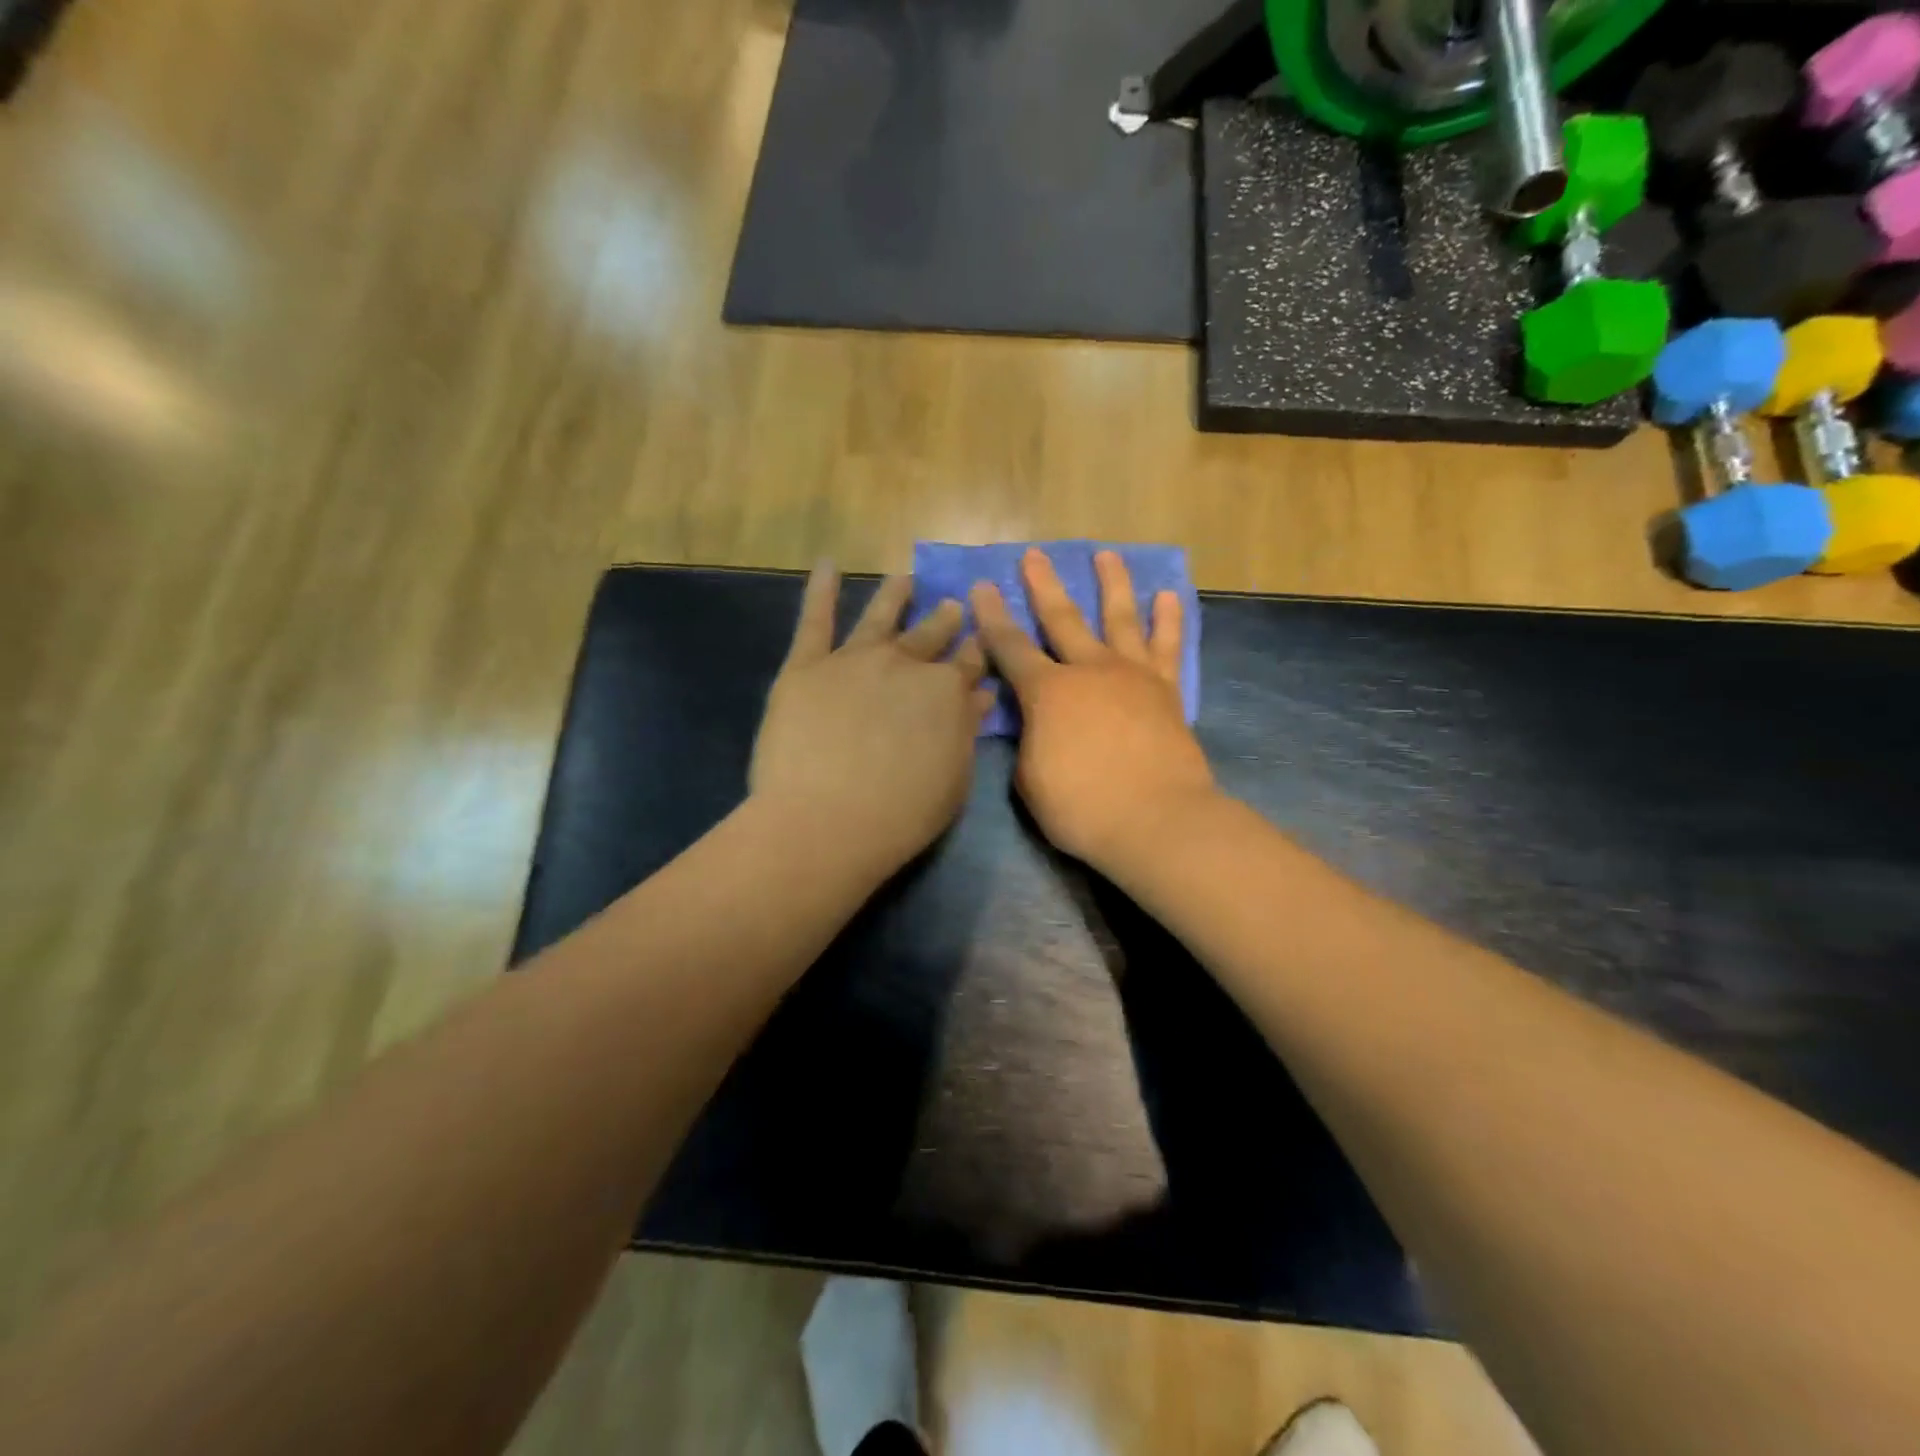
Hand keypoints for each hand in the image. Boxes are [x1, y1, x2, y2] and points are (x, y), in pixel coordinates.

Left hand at [752, 566, 989, 879]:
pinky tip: (827, 566)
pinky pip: (815, 620)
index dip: (975, 652)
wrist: (825, 821)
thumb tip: (980, 695)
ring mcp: (854, 659)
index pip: (968, 662)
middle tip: (950, 606)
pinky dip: (821, 591)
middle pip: (929, 635)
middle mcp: (905, 663)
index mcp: (946, 691)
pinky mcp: (807, 666)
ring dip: (894, 595)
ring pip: (880, 617)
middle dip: (944, 620)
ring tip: (904, 579)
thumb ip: (966, 731)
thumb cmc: (900, 815)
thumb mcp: (953, 780)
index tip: (979, 642)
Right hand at [971, 549, 1217, 871]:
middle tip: (1034, 554)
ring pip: (1120, 617)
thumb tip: (1037, 725)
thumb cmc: (1082, 807)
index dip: (991, 617)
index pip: (1009, 647)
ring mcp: (1132, 675)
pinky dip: (1168, 619)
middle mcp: (1089, 670)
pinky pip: (1168, 646)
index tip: (982, 586)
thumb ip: (1030, 742)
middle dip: (1044, 585)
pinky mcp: (1167, 691)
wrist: (1156, 821)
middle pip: (1062, 618)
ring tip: (1106, 554)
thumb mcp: (1031, 780)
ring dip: (1112, 583)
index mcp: (1047, 692)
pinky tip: (1167, 596)